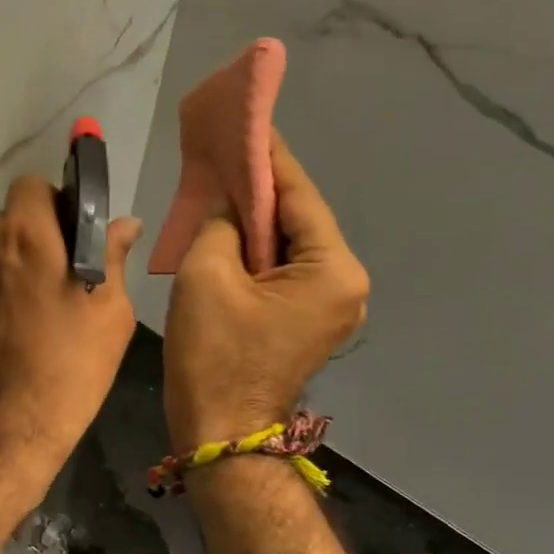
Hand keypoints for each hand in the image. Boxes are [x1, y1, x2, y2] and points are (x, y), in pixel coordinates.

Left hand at [0, 176, 142, 471]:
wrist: (0, 433)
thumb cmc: (68, 373)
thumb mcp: (110, 316)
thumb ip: (112, 258)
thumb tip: (124, 223)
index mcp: (27, 237)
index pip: (31, 186)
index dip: (51, 204)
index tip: (66, 236)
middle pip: (6, 223)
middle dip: (28, 242)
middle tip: (48, 286)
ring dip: (1, 272)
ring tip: (18, 322)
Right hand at [164, 132, 368, 448]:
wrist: (220, 433)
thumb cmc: (214, 355)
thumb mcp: (206, 276)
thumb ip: (221, 223)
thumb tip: (230, 205)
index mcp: (333, 269)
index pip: (298, 195)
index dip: (269, 156)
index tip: (248, 121)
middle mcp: (347, 283)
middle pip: (298, 221)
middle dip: (261, 190)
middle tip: (225, 154)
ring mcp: (333, 307)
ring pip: (290, 246)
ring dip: (256, 222)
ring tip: (222, 188)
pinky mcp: (311, 323)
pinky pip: (285, 272)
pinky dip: (258, 252)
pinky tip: (230, 235)